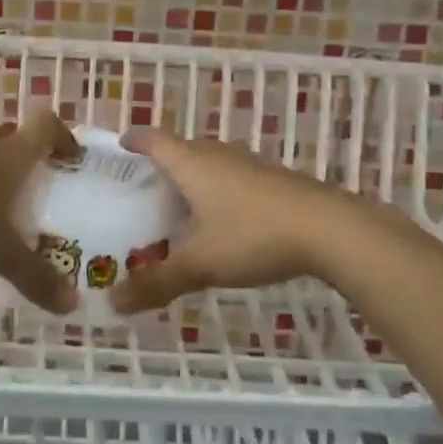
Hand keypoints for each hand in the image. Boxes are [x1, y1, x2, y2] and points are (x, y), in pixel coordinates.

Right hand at [110, 128, 353, 314]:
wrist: (330, 229)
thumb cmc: (253, 235)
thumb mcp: (201, 264)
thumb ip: (157, 282)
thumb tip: (112, 303)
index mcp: (192, 163)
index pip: (154, 140)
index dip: (135, 140)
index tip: (120, 144)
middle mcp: (218, 155)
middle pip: (181, 149)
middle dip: (161, 163)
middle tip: (143, 187)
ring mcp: (249, 164)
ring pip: (210, 163)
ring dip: (192, 177)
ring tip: (178, 204)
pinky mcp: (273, 180)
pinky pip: (232, 177)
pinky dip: (217, 190)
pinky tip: (222, 219)